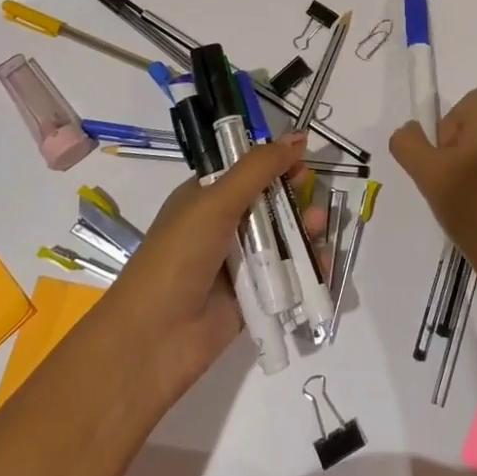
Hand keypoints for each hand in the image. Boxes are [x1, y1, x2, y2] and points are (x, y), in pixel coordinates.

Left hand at [103, 132, 323, 407]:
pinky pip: (287, 274)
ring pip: (282, 237)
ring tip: (318, 226)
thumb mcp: (216, 201)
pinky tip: (323, 261)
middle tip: (310, 193)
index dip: (274, 161)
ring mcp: (238, 263)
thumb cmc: (179, 256)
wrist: (153, 339)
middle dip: (294, 194)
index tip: (301, 158)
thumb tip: (298, 136)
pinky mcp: (253, 296)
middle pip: (269, 201)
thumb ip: (258, 168)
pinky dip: (308, 266)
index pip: (246, 169)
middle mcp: (221, 226)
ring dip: (304, 228)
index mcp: (205, 197)